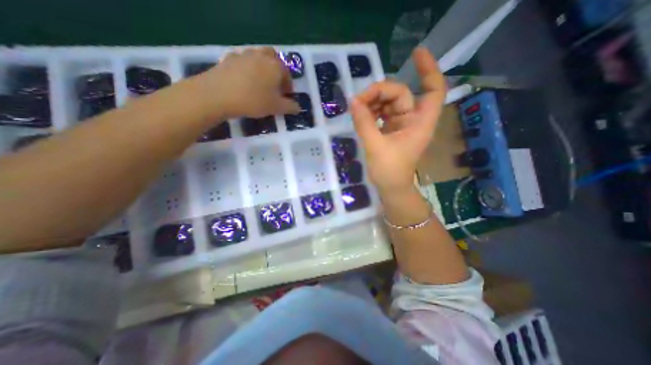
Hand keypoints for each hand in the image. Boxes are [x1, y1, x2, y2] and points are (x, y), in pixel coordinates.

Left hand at [198, 46, 299, 117]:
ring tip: (260, 84)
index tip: (286, 96)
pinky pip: (244, 61)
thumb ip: (290, 107)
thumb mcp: (276, 107)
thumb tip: (298, 107)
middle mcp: (262, 56)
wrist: (219, 94)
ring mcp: (244, 54)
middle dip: (277, 71)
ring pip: (258, 58)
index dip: (288, 86)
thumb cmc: (254, 100)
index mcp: (276, 66)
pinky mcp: (229, 58)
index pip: (287, 74)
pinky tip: (244, 81)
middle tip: (274, 85)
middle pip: (273, 58)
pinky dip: (248, 69)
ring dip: (262, 68)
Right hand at [351, 48, 447, 193]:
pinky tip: (360, 115)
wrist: (390, 188)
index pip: (433, 90)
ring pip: (388, 103)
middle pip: (400, 94)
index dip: (428, 70)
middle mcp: (413, 119)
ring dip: (372, 102)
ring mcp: (401, 124)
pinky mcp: (391, 129)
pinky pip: (381, 113)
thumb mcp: (375, 146)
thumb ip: (364, 123)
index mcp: (419, 123)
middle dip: (379, 93)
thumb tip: (353, 101)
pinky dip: (371, 111)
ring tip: (356, 109)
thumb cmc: (389, 171)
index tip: (415, 54)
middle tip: (358, 100)